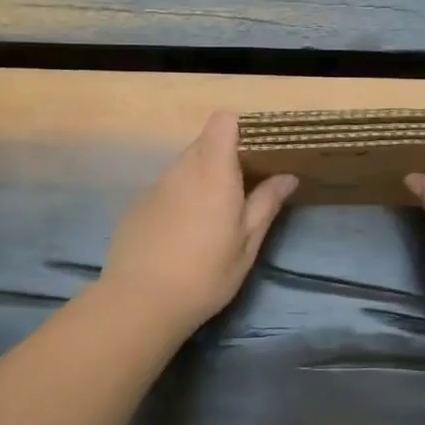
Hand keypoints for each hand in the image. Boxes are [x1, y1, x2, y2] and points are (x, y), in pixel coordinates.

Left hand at [98, 111, 297, 334]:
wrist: (140, 302)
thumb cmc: (205, 274)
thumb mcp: (247, 244)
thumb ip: (266, 203)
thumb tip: (287, 176)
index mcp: (213, 172)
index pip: (223, 122)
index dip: (239, 129)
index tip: (255, 153)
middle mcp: (182, 170)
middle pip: (204, 143)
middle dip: (224, 157)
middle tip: (242, 191)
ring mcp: (155, 186)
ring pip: (184, 166)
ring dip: (201, 178)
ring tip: (212, 217)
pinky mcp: (136, 205)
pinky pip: (165, 188)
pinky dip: (178, 198)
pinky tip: (180, 235)